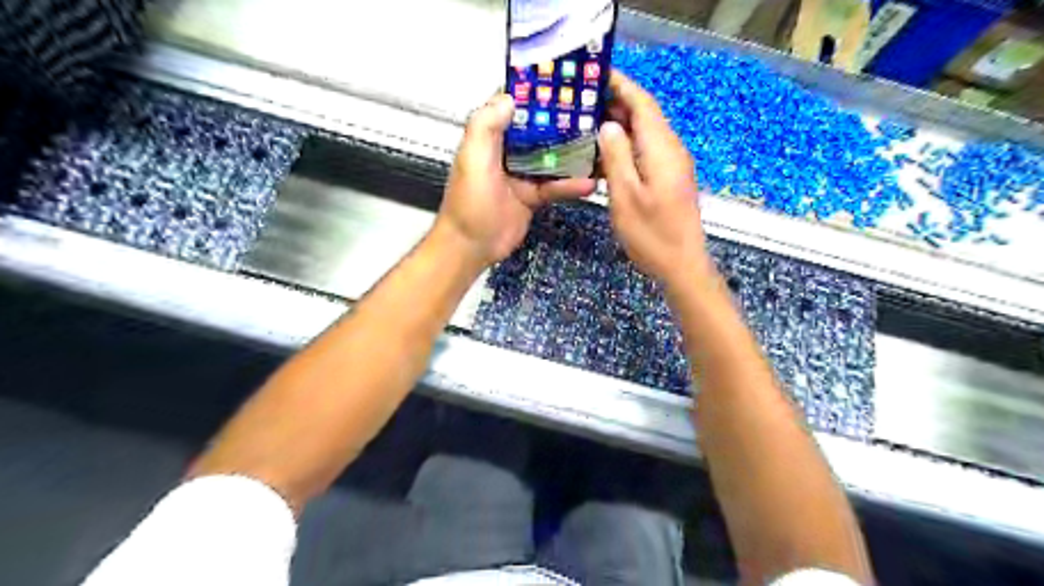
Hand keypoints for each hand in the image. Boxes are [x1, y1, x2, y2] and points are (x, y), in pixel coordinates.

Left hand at [434, 94, 594, 268]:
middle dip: (562, 119)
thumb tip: (510, 96)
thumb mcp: (473, 159)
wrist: (471, 246)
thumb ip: (486, 126)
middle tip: (594, 109)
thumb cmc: (469, 202)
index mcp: (489, 137)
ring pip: (551, 157)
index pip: (513, 106)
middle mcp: (507, 151)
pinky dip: (571, 185)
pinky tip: (590, 182)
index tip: (563, 78)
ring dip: (572, 152)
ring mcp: (522, 174)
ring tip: (600, 143)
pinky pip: (555, 185)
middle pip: (538, 129)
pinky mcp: (533, 195)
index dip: (534, 92)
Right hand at [595, 70, 708, 287]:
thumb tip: (609, 125)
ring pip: (646, 132)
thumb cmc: (651, 233)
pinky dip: (628, 143)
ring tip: (589, 121)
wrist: (681, 264)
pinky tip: (607, 152)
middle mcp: (671, 149)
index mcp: (661, 149)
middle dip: (617, 102)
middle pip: (646, 115)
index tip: (597, 74)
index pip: (643, 103)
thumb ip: (616, 156)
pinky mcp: (670, 178)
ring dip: (621, 123)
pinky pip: (648, 149)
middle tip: (584, 100)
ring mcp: (673, 164)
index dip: (621, 85)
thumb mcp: (625, 195)